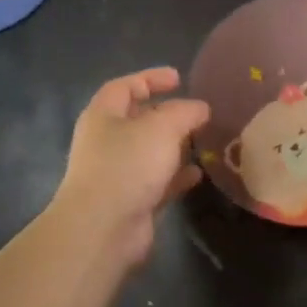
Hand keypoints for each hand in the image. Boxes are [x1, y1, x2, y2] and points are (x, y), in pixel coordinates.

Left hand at [51, 67, 209, 270]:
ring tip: (203, 141)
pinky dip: (177, 176)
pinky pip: (158, 181)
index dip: (150, 78)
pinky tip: (198, 174)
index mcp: (104, 115)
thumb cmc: (127, 165)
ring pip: (150, 151)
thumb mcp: (162, 128)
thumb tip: (200, 108)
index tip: (179, 78)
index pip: (125, 86)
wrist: (103, 228)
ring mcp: (117, 173)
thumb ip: (184, 112)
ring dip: (175, 146)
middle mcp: (107, 141)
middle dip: (167, 114)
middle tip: (196, 112)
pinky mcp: (131, 200)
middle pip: (138, 119)